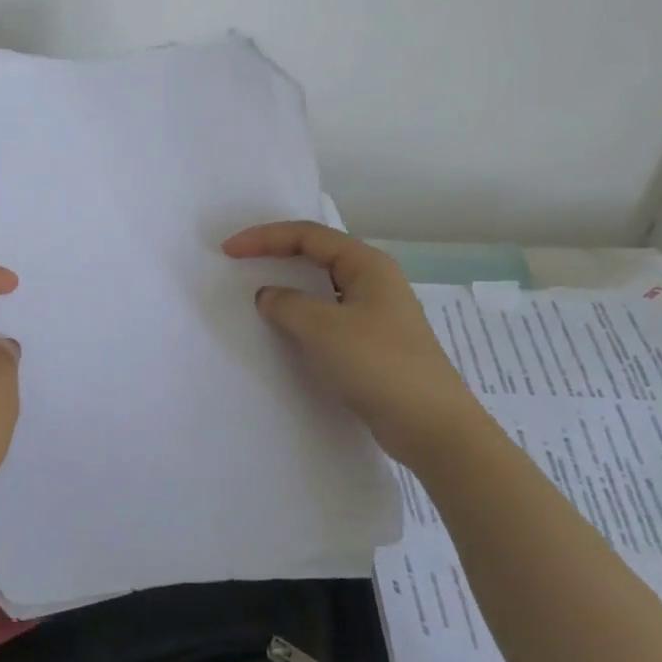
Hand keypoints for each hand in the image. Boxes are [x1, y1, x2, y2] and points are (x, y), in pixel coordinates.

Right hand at [222, 221, 486, 464]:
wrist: (431, 426)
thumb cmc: (377, 364)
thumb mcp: (322, 328)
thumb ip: (286, 304)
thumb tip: (268, 295)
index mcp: (367, 264)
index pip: (307, 235)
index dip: (264, 237)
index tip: (229, 250)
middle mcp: (374, 280)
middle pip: (317, 253)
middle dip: (276, 253)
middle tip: (240, 261)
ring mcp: (376, 312)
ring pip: (323, 286)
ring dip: (289, 285)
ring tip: (257, 292)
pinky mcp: (373, 342)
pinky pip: (329, 315)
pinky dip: (302, 314)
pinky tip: (286, 329)